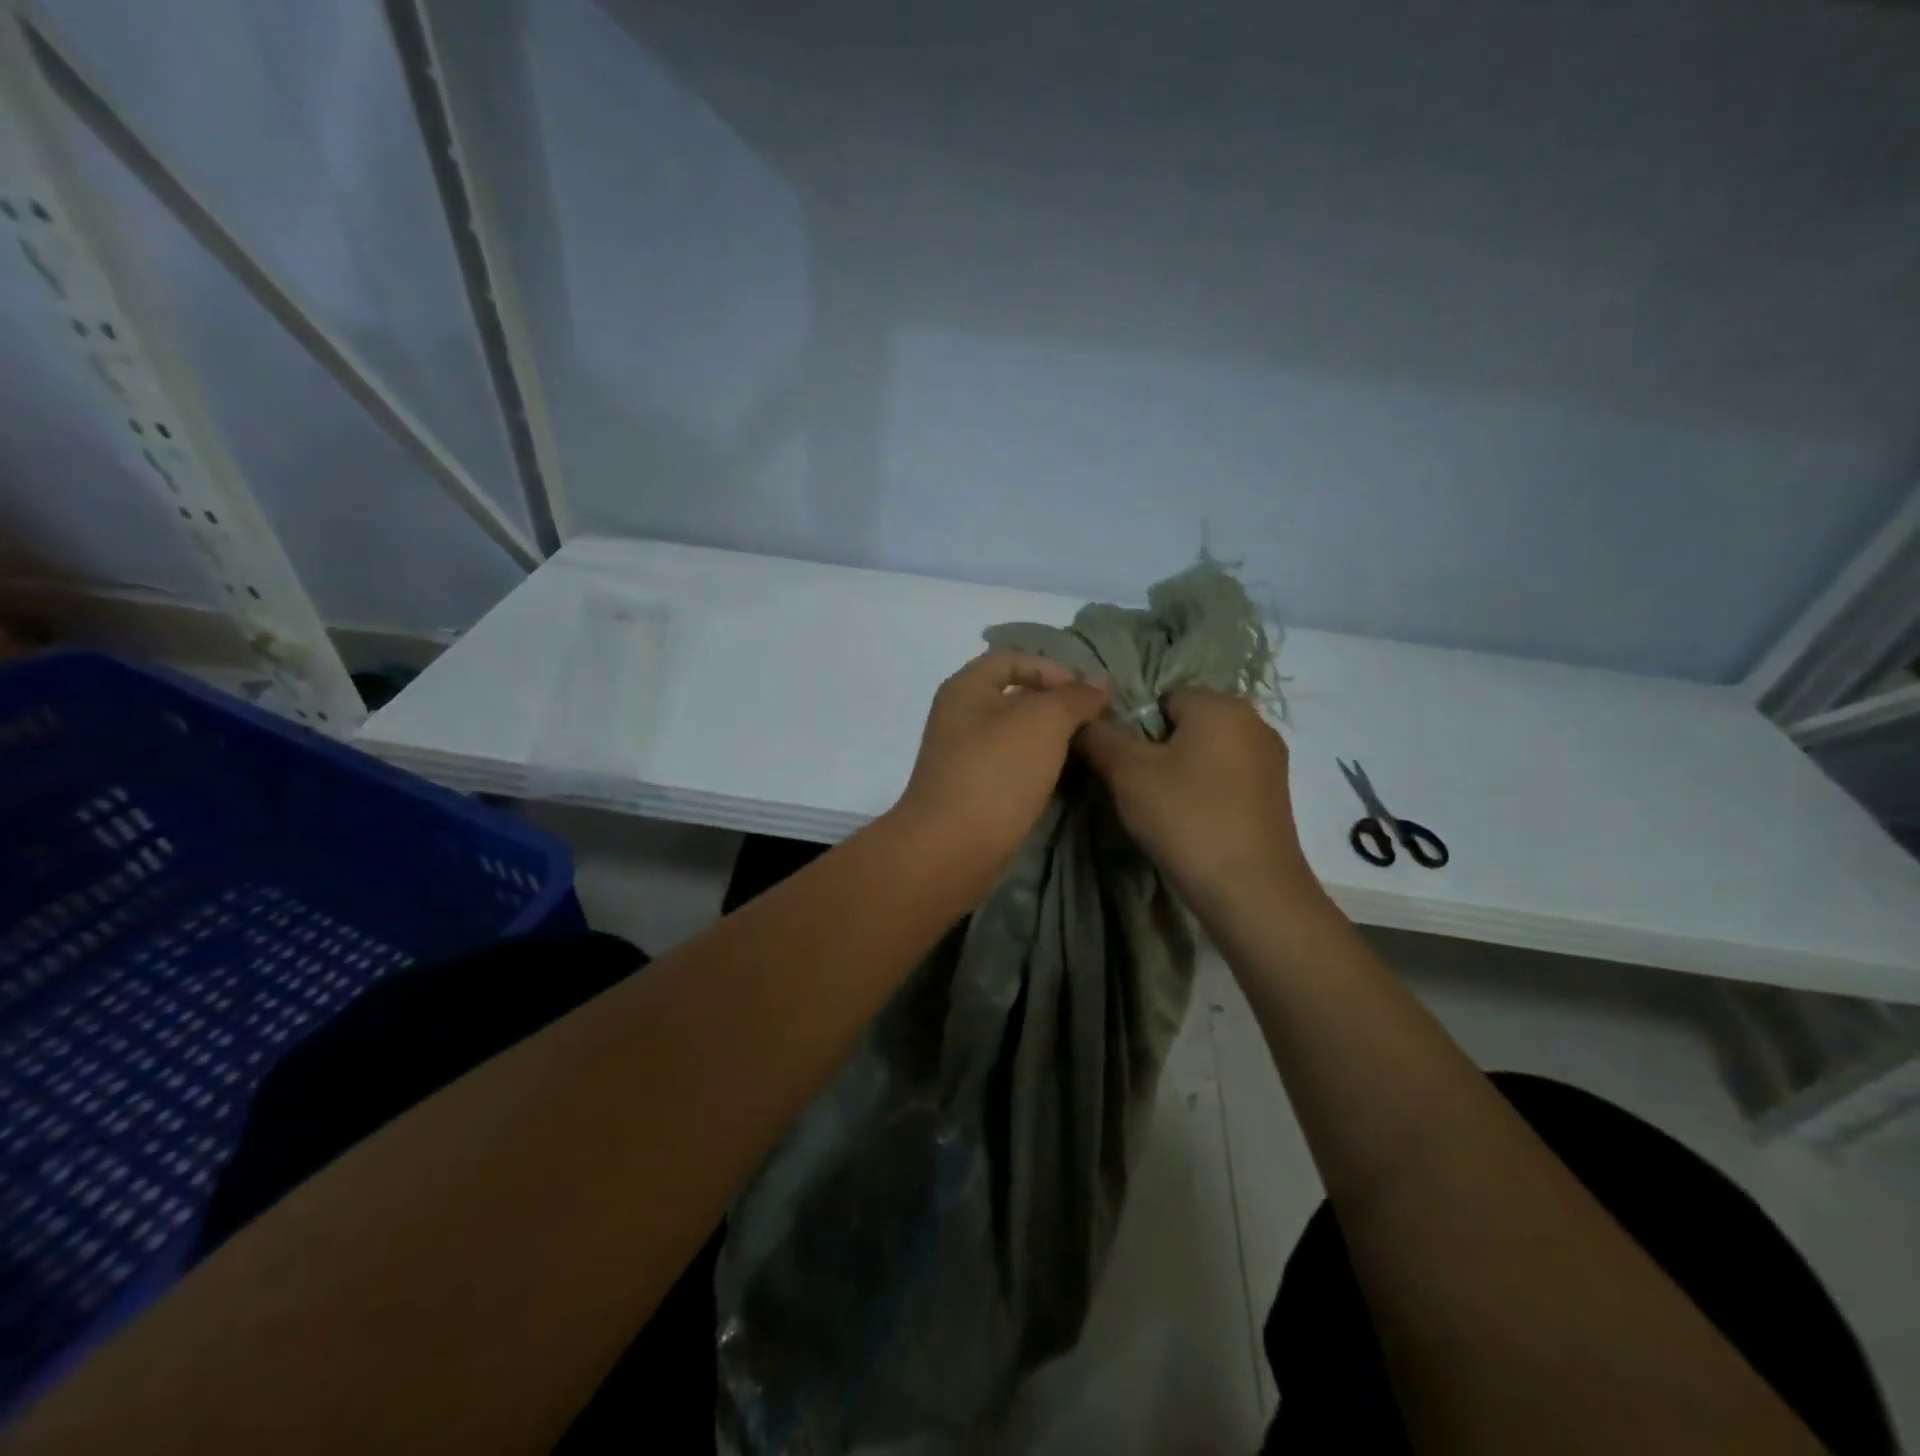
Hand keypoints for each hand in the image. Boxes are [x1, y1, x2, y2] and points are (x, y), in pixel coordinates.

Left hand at [895, 651, 1108, 869]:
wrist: (953, 847)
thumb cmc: (997, 772)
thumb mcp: (1044, 722)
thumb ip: (1074, 697)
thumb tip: (1098, 683)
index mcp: (965, 688)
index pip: (1012, 658)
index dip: (1052, 668)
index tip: (1085, 695)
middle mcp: (958, 715)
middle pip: (1013, 696)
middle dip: (1055, 705)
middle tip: (1091, 723)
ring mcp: (962, 755)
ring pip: (1013, 734)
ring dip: (1047, 738)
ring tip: (1082, 750)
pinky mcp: (970, 789)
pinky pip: (1008, 765)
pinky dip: (1034, 766)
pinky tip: (1058, 779)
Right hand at [1075, 690, 1318, 912]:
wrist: (1251, 891)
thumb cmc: (1187, 818)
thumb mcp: (1127, 773)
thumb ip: (1098, 737)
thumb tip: (1080, 719)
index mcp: (1220, 704)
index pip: (1160, 697)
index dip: (1132, 728)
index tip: (1121, 765)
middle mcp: (1253, 721)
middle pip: (1184, 723)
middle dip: (1155, 750)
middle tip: (1134, 788)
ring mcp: (1269, 760)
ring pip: (1205, 752)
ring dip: (1179, 772)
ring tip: (1160, 808)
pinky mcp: (1274, 794)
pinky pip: (1225, 777)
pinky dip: (1204, 791)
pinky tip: (1190, 821)